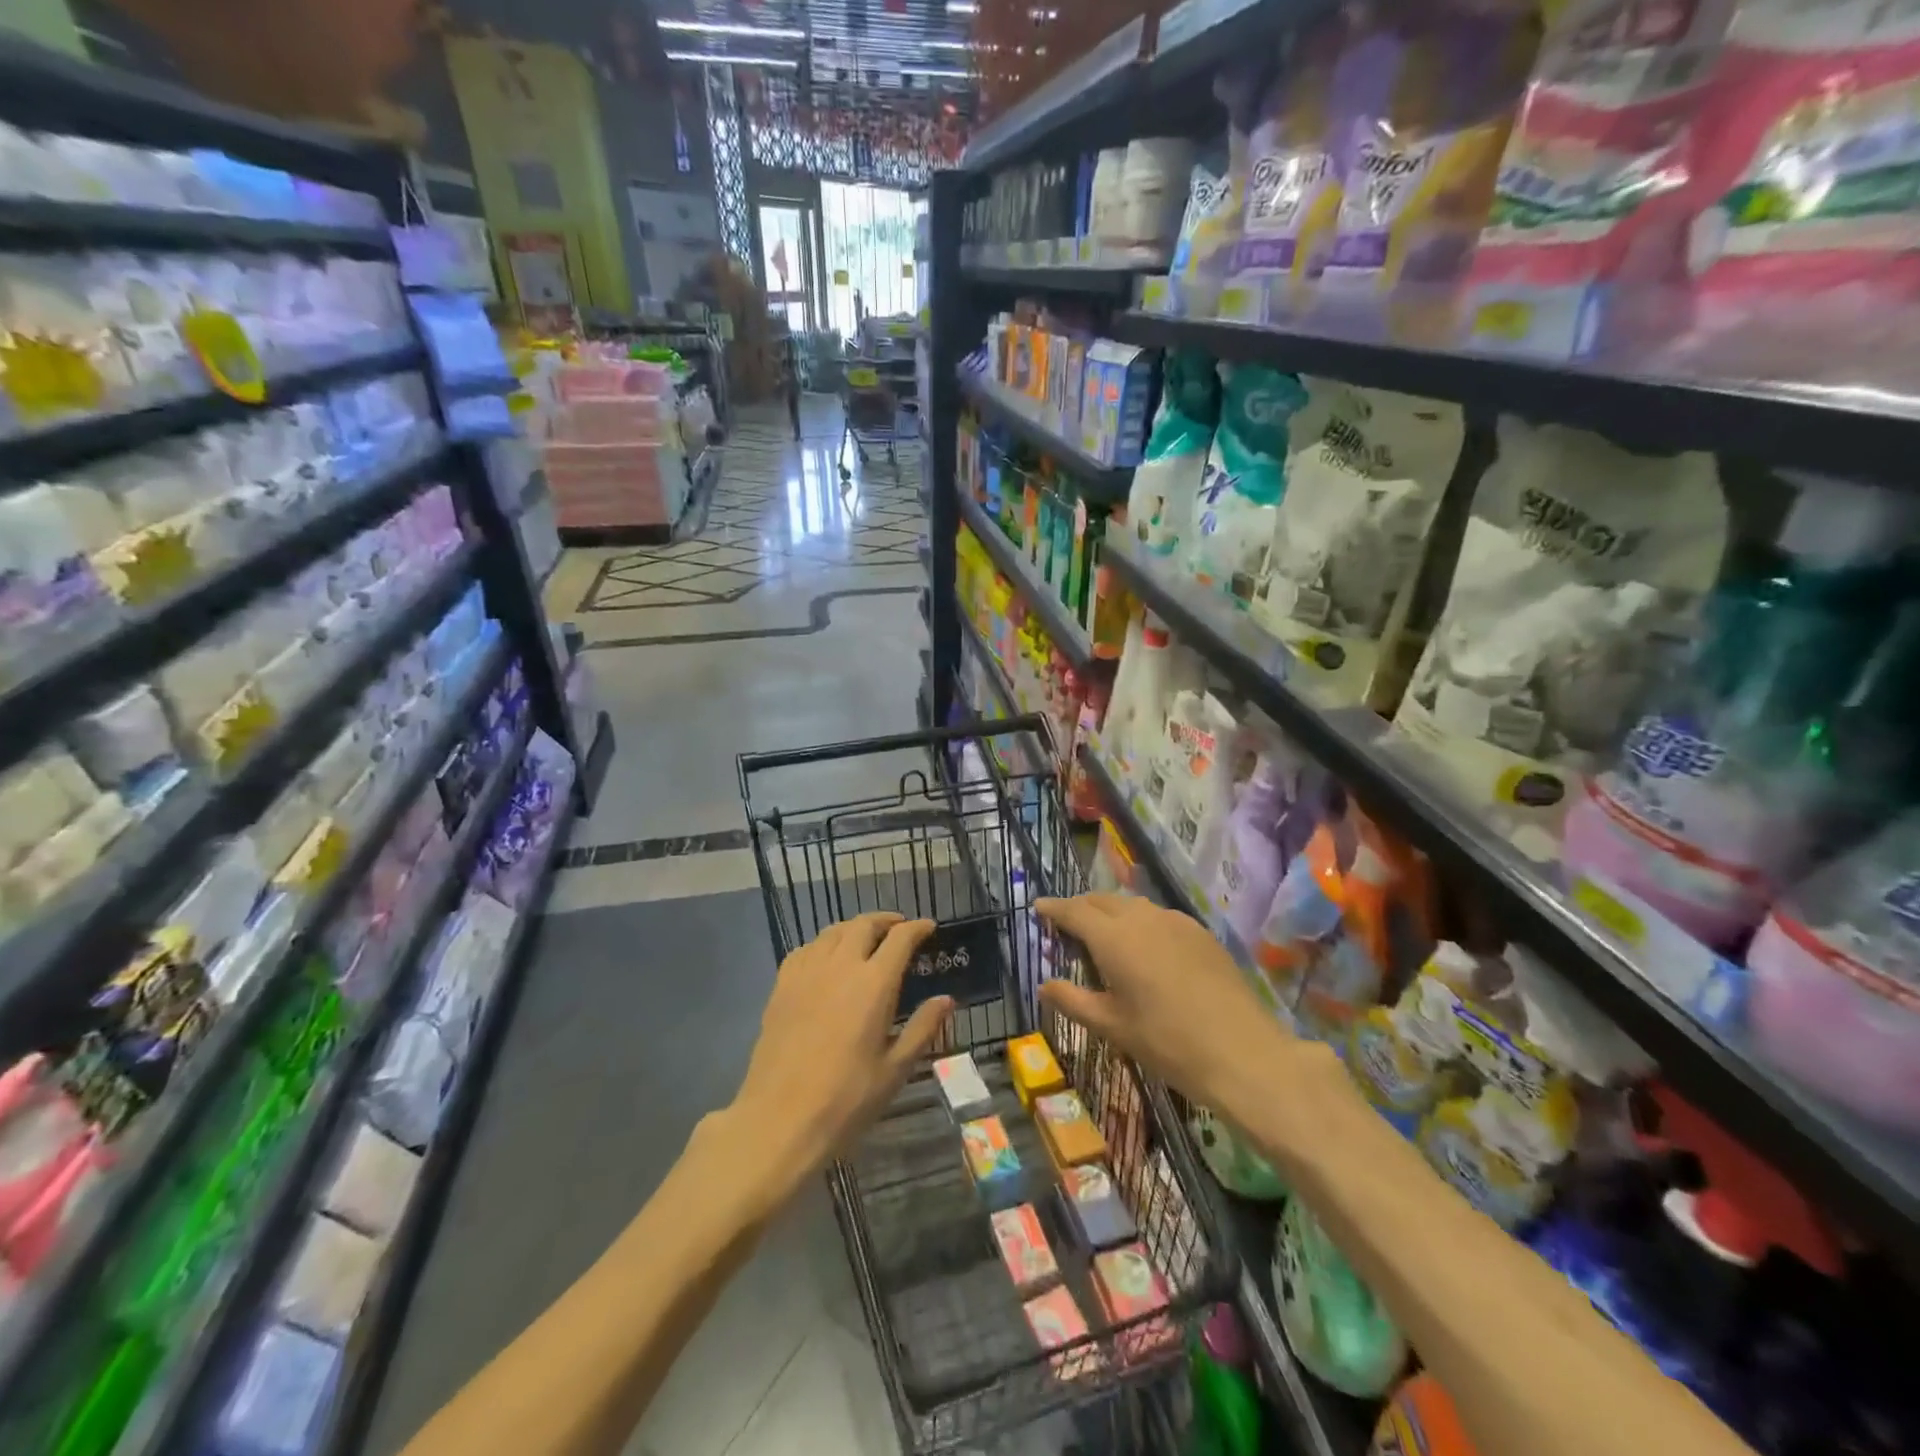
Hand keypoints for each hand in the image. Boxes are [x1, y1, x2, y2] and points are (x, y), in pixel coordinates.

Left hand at [730, 912, 953, 1183]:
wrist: (779, 1120)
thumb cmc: (846, 1100)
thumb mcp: (895, 1070)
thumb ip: (922, 1028)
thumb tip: (947, 999)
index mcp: (874, 984)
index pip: (900, 939)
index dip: (917, 928)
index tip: (928, 927)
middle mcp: (840, 966)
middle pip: (864, 925)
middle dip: (886, 921)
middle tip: (899, 929)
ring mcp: (806, 973)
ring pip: (832, 932)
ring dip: (854, 928)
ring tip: (865, 939)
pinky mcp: (781, 986)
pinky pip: (805, 949)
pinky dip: (823, 945)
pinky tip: (826, 959)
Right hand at [1035, 894, 1324, 1124]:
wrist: (1243, 1053)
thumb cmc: (1167, 1043)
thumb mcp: (1112, 1026)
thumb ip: (1072, 1000)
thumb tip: (1043, 984)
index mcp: (1113, 938)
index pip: (1074, 910)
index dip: (1053, 907)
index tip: (1038, 906)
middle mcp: (1142, 918)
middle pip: (1102, 900)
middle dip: (1081, 907)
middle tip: (1066, 924)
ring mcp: (1176, 921)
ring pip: (1132, 905)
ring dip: (1111, 912)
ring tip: (1103, 934)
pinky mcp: (1200, 933)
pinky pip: (1159, 916)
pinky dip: (1140, 922)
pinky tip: (1145, 947)